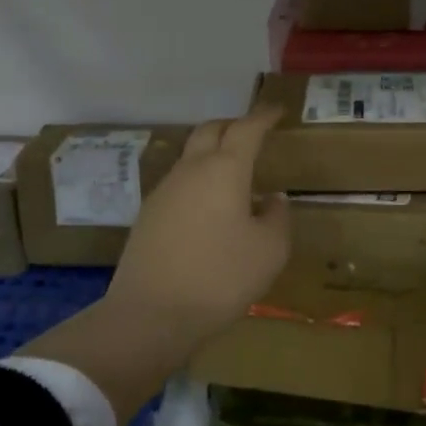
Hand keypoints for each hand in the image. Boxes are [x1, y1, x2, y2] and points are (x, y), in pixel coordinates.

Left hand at [104, 108, 291, 345]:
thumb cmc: (220, 277)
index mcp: (225, 170)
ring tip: (234, 173)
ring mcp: (164, 191)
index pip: (246, 128)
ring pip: (191, 156)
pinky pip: (179, 183)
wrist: (150, 315)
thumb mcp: (269, 251)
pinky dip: (199, 180)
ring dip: (213, 153)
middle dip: (233, 125)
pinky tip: (210, 207)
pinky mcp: (148, 215)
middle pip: (210, 130)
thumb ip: (277, 218)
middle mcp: (191, 170)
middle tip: (253, 133)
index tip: (276, 110)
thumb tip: (272, 199)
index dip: (264, 116)